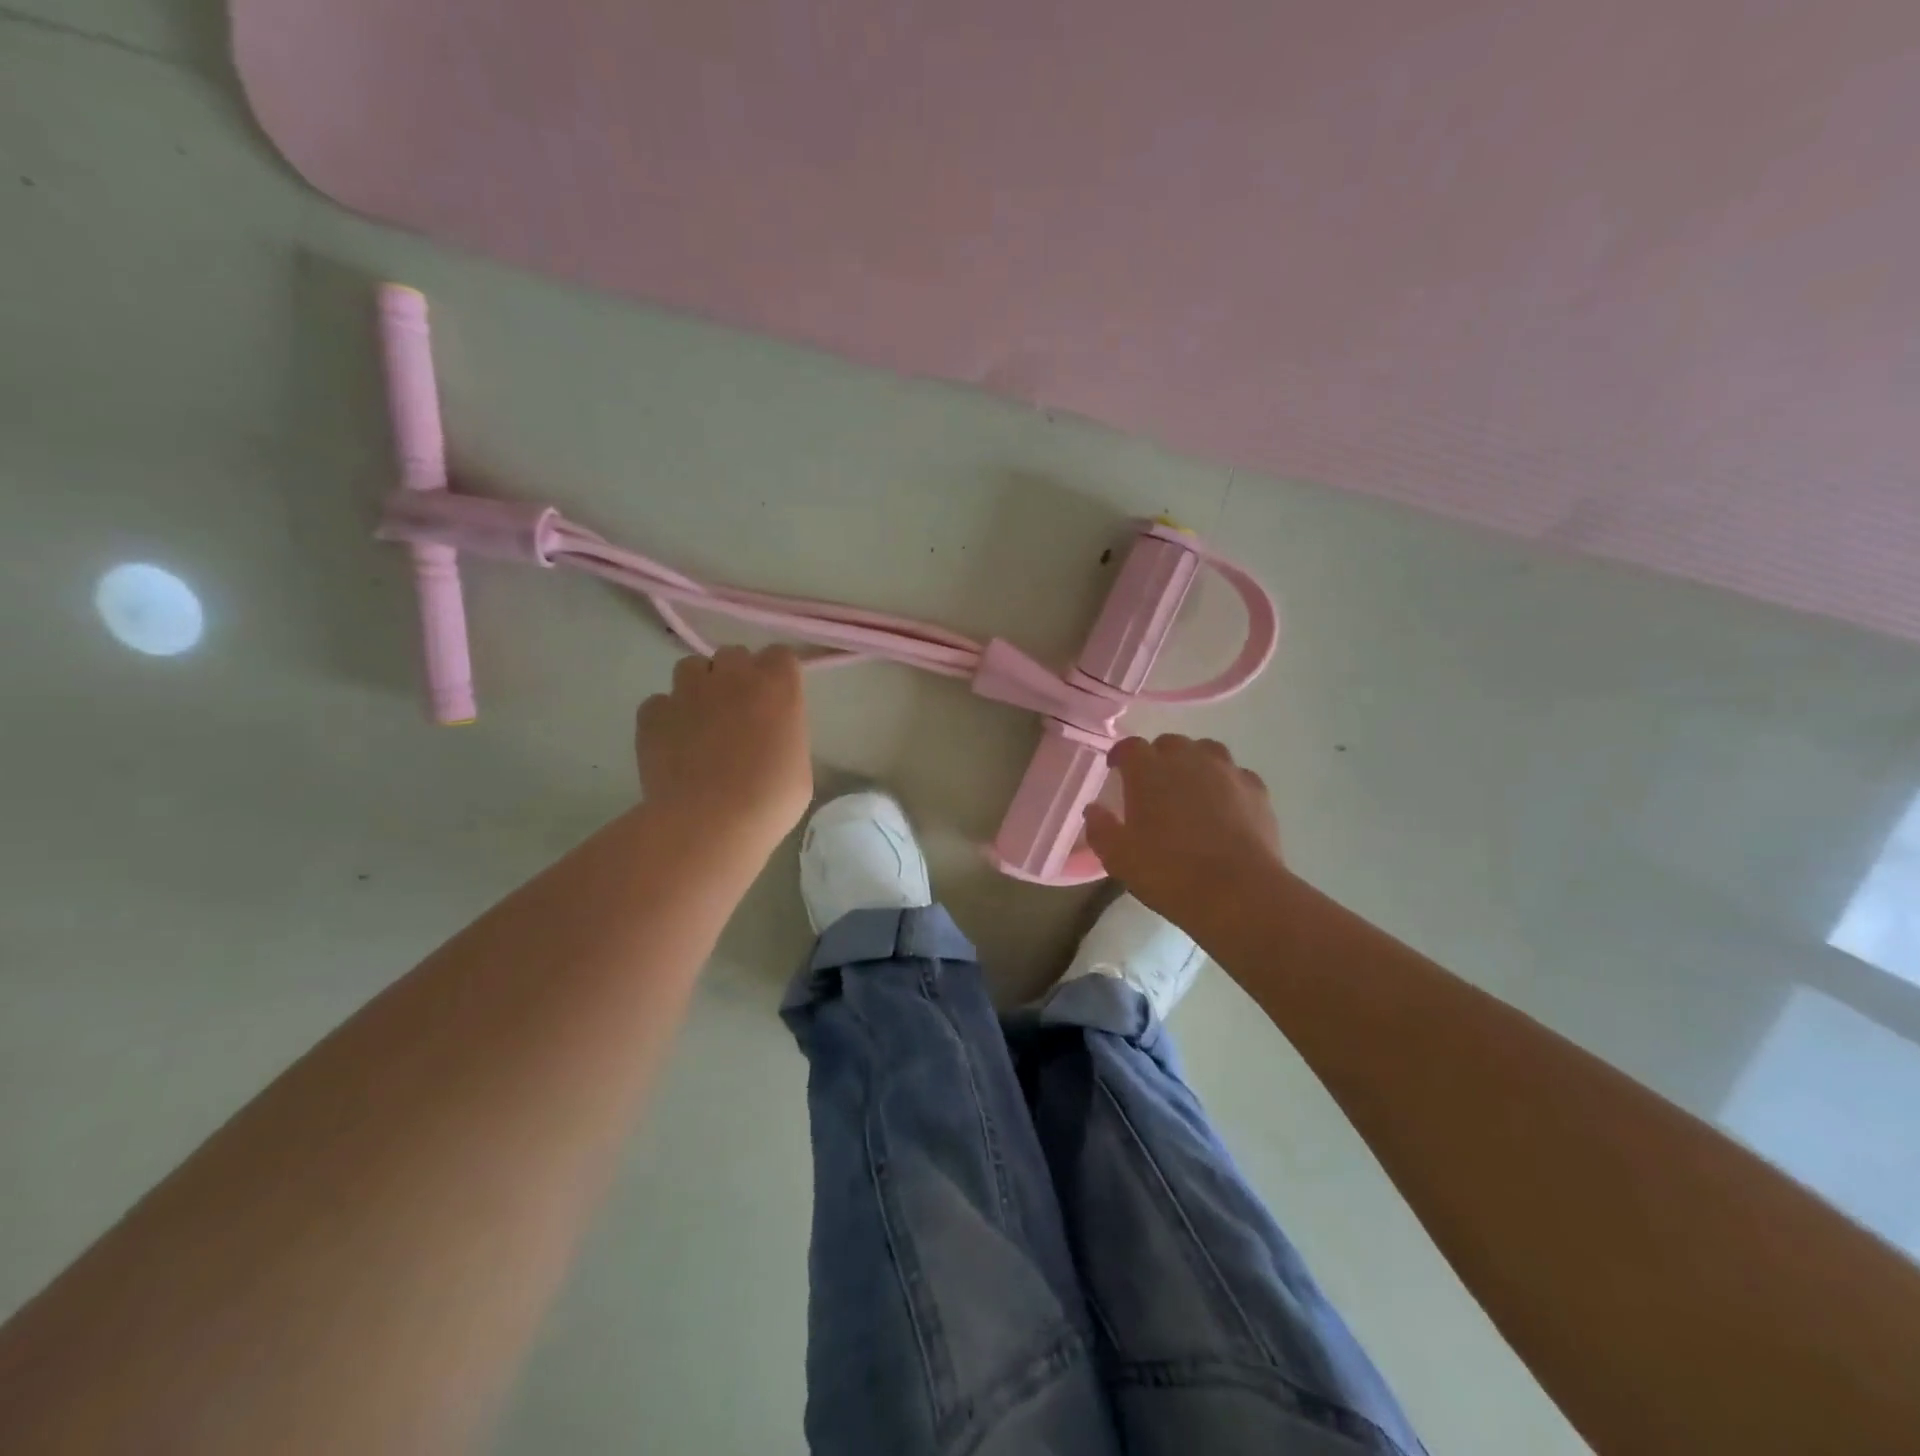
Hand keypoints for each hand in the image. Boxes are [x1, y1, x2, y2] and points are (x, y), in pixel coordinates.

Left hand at [636, 647, 812, 846]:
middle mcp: (732, 676)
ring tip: (702, 721)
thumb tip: (768, 736)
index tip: (777, 698)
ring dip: (700, 686)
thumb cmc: (770, 800)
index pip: (780, 655)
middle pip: (734, 654)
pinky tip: (673, 744)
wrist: (710, 822)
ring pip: (691, 667)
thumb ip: (784, 734)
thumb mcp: (799, 766)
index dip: (777, 674)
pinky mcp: (652, 713)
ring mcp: (687, 691)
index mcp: (777, 686)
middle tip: (740, 711)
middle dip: (737, 675)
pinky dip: (667, 717)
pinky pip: (659, 702)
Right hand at [1085, 735, 1283, 931]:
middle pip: (1170, 743)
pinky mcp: (1257, 789)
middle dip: (1158, 758)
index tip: (1116, 770)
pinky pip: (1236, 775)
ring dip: (1194, 763)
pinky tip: (1224, 806)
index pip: (1130, 746)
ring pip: (1207, 751)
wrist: (1238, 892)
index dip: (1121, 756)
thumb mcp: (1118, 857)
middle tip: (1153, 785)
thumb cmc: (1168, 872)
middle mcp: (1188, 759)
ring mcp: (1227, 771)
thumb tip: (1094, 809)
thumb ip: (1100, 828)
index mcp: (1149, 770)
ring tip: (1190, 788)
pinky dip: (1226, 783)